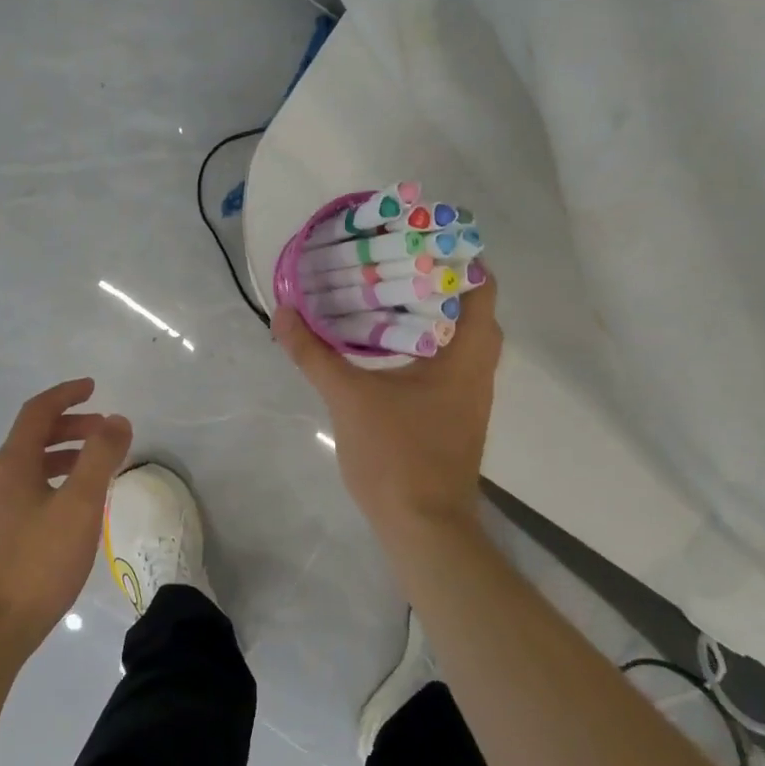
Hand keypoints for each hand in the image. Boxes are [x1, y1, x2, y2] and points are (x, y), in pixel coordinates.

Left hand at [0, 379, 132, 656]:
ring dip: (62, 456)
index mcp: (11, 466)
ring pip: (29, 468)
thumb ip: (100, 458)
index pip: (37, 412)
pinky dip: (52, 483)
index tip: (93, 387)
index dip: (65, 395)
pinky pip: (25, 492)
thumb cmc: (37, 564)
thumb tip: (116, 419)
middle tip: (103, 432)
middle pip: (31, 438)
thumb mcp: (79, 506)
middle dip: (69, 427)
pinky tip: (71, 511)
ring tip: (95, 469)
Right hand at [274, 279, 501, 534]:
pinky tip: (387, 341)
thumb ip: (314, 352)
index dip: (457, 256)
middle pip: (471, 307)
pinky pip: (449, 360)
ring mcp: (469, 393)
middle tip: (394, 259)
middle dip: (437, 279)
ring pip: (460, 336)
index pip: (480, 287)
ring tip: (387, 290)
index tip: (420, 236)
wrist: (424, 528)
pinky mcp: (456, 413)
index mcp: (465, 354)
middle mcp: (477, 368)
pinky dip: (426, 340)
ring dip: (432, 311)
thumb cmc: (396, 455)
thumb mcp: (348, 397)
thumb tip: (283, 311)